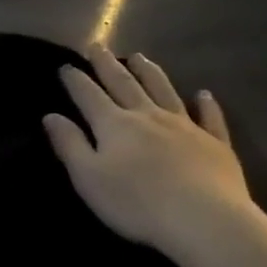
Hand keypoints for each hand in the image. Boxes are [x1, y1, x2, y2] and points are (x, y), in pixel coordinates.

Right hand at [45, 45, 253, 257]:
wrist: (204, 219)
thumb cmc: (136, 202)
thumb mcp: (88, 177)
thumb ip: (69, 144)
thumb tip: (50, 116)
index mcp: (114, 125)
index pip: (88, 95)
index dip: (75, 80)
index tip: (65, 66)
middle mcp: (148, 116)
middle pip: (124, 84)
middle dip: (108, 65)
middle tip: (98, 46)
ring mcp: (185, 126)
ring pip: (164, 91)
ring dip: (150, 73)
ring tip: (140, 57)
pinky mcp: (215, 143)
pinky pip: (209, 117)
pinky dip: (205, 104)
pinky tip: (203, 94)